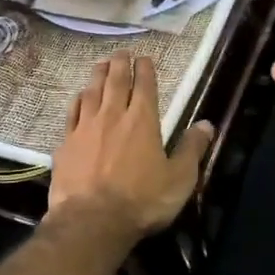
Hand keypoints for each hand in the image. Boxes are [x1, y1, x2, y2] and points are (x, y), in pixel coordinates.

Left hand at [51, 55, 213, 241]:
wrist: (91, 221)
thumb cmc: (142, 201)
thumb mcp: (179, 179)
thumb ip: (192, 149)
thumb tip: (207, 124)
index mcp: (142, 120)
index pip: (144, 85)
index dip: (145, 69)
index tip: (144, 58)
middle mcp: (113, 115)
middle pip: (115, 81)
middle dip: (120, 64)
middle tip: (122, 53)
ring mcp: (86, 127)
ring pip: (92, 91)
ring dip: (98, 75)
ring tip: (101, 64)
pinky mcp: (66, 143)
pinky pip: (72, 112)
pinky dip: (78, 100)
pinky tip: (79, 97)